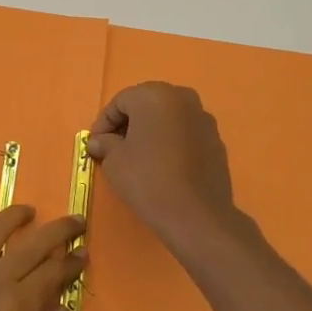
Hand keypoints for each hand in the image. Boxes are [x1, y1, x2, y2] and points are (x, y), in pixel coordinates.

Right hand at [85, 82, 242, 249]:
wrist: (196, 215)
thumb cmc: (147, 179)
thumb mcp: (114, 161)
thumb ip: (104, 143)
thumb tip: (99, 141)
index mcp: (154, 95)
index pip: (120, 102)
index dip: (103, 123)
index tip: (95, 145)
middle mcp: (182, 98)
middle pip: (146, 105)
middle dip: (128, 124)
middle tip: (114, 148)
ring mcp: (203, 118)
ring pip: (167, 119)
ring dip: (150, 132)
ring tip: (138, 158)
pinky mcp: (216, 140)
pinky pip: (185, 134)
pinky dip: (170, 142)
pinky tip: (162, 166)